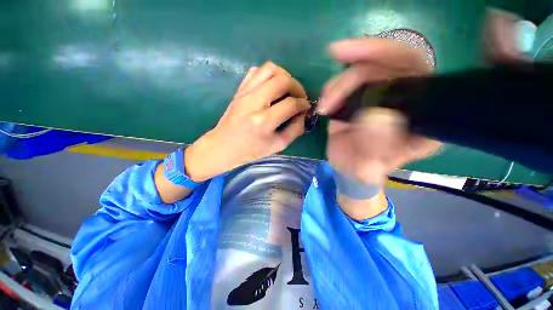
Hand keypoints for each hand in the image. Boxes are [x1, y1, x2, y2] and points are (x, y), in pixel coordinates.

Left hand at [184, 62, 309, 181]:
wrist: (224, 146)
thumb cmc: (251, 150)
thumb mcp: (278, 146)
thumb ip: (295, 130)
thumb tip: (304, 114)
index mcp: (263, 122)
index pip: (291, 104)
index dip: (303, 104)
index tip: (306, 107)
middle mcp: (254, 103)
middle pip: (282, 80)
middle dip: (297, 86)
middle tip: (299, 97)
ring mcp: (244, 93)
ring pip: (270, 69)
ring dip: (284, 76)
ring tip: (288, 89)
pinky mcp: (239, 89)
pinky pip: (256, 71)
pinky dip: (269, 74)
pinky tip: (272, 86)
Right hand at [319, 38, 441, 185]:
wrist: (350, 168)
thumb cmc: (363, 170)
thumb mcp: (369, 167)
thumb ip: (375, 148)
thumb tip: (375, 116)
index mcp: (421, 117)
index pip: (417, 71)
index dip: (392, 55)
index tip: (365, 54)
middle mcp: (404, 101)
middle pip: (390, 62)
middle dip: (362, 55)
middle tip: (335, 52)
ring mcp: (380, 97)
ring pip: (364, 71)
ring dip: (339, 83)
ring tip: (325, 106)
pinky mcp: (360, 99)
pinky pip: (347, 83)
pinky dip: (333, 88)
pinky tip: (326, 102)